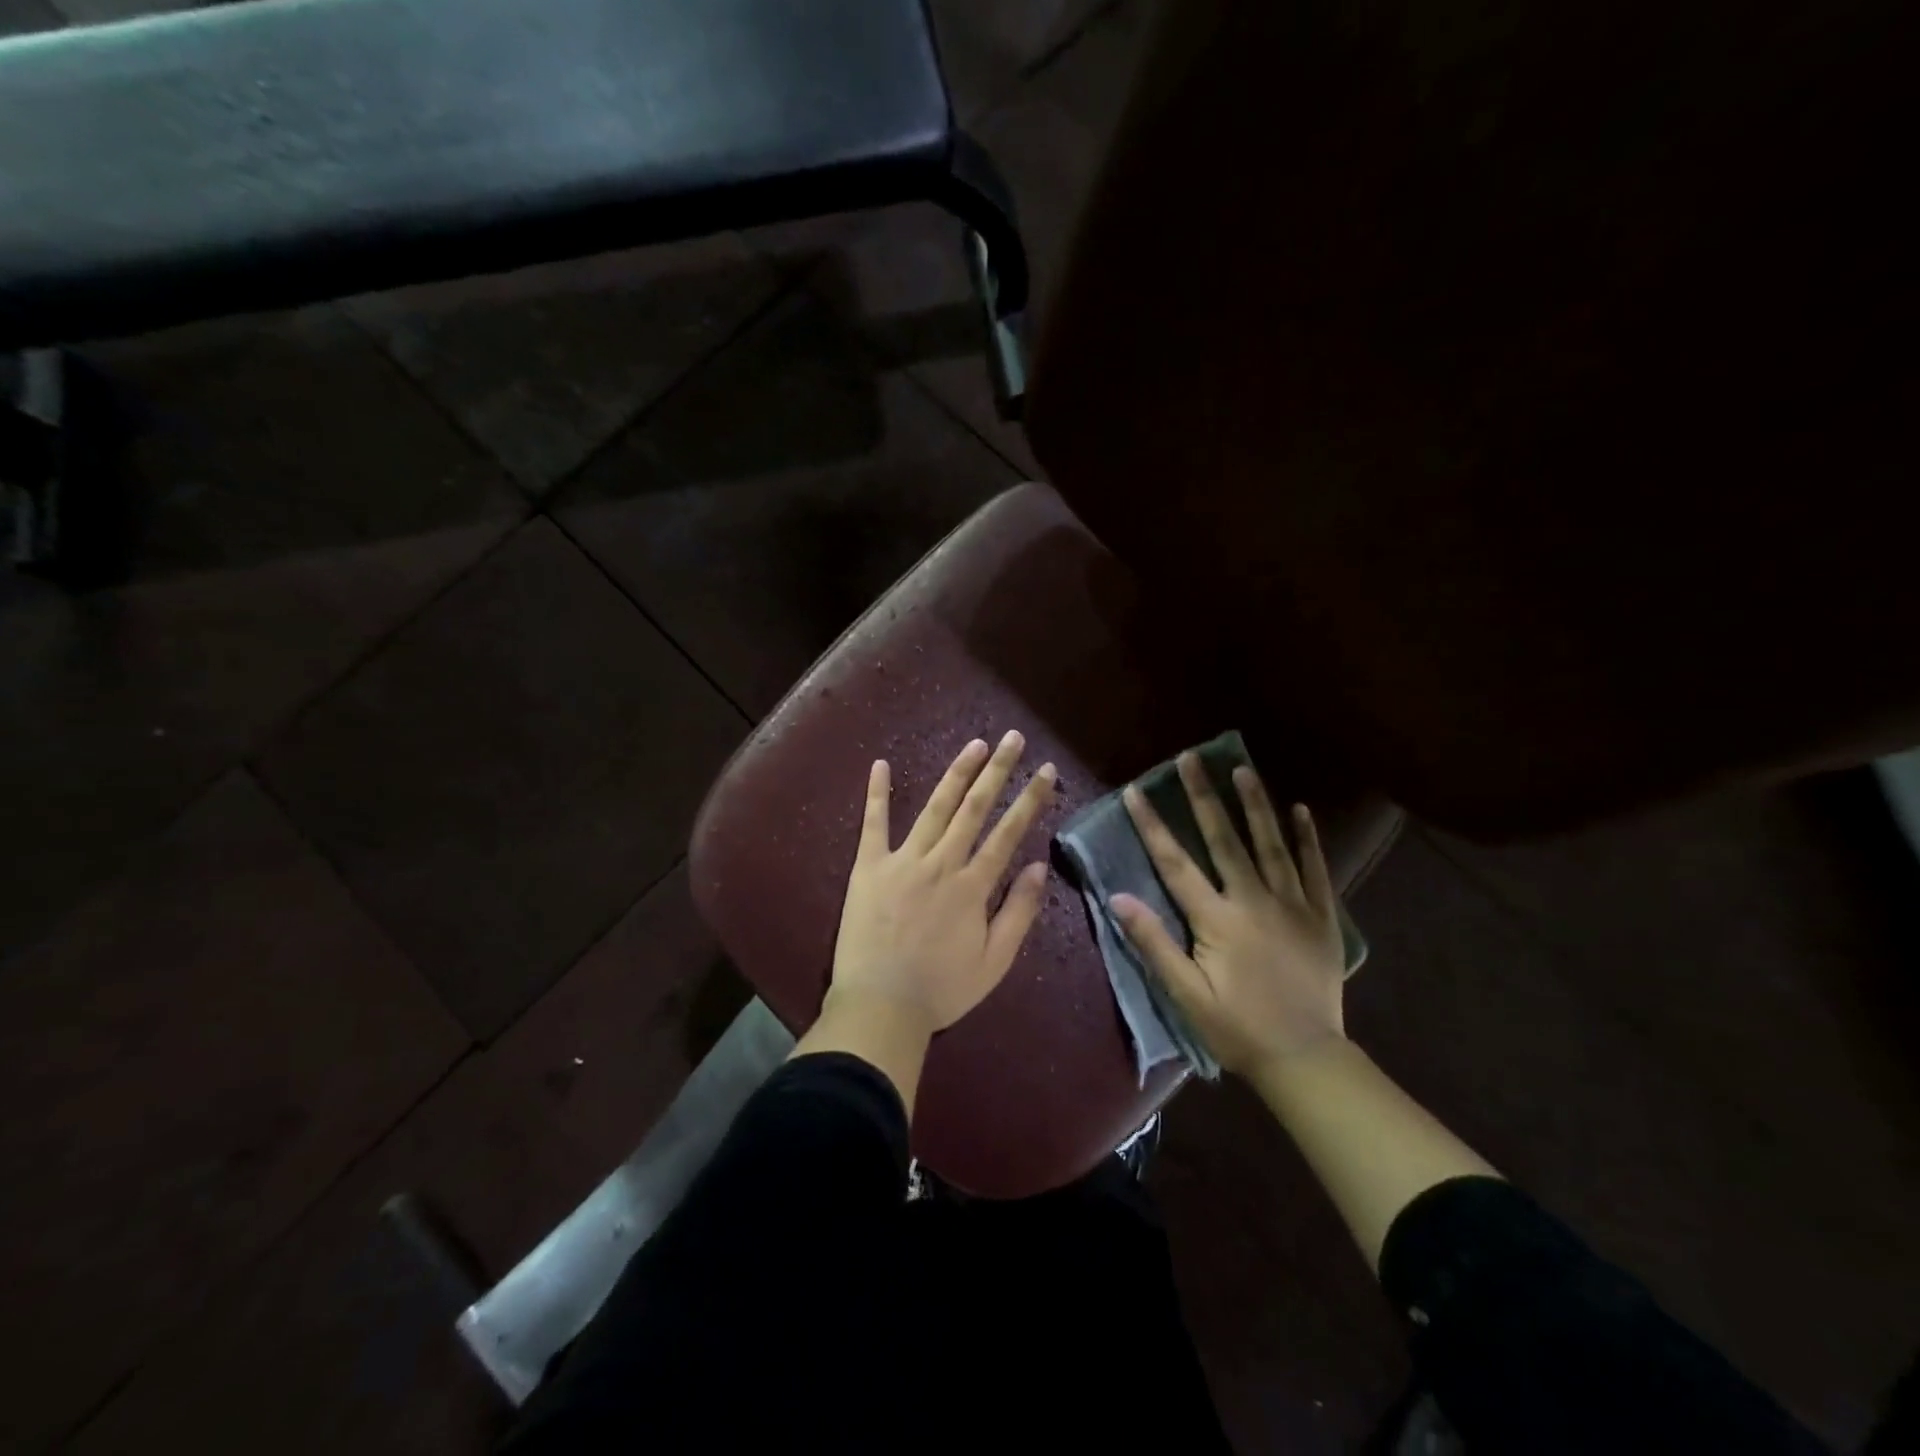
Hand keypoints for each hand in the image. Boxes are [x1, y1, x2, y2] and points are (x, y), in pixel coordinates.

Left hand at [829, 731, 1056, 1038]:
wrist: (879, 1007)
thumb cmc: (941, 990)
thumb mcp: (994, 962)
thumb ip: (1018, 913)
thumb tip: (1039, 868)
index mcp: (972, 886)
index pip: (1008, 833)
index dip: (1029, 799)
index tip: (1044, 770)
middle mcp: (941, 863)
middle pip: (974, 808)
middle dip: (997, 771)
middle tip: (1014, 739)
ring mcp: (902, 861)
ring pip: (935, 808)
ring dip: (956, 773)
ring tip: (975, 744)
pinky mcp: (868, 867)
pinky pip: (873, 824)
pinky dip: (878, 793)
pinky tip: (881, 764)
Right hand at [1110, 755, 1345, 1075]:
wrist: (1305, 1058)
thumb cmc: (1236, 1027)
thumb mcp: (1185, 994)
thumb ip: (1153, 943)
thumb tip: (1117, 898)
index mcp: (1217, 919)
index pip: (1175, 863)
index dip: (1152, 825)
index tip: (1135, 791)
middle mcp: (1254, 901)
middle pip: (1224, 839)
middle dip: (1204, 797)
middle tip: (1191, 758)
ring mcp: (1293, 905)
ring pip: (1271, 844)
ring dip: (1254, 804)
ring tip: (1242, 769)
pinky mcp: (1321, 917)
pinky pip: (1315, 869)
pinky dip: (1307, 838)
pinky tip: (1300, 810)